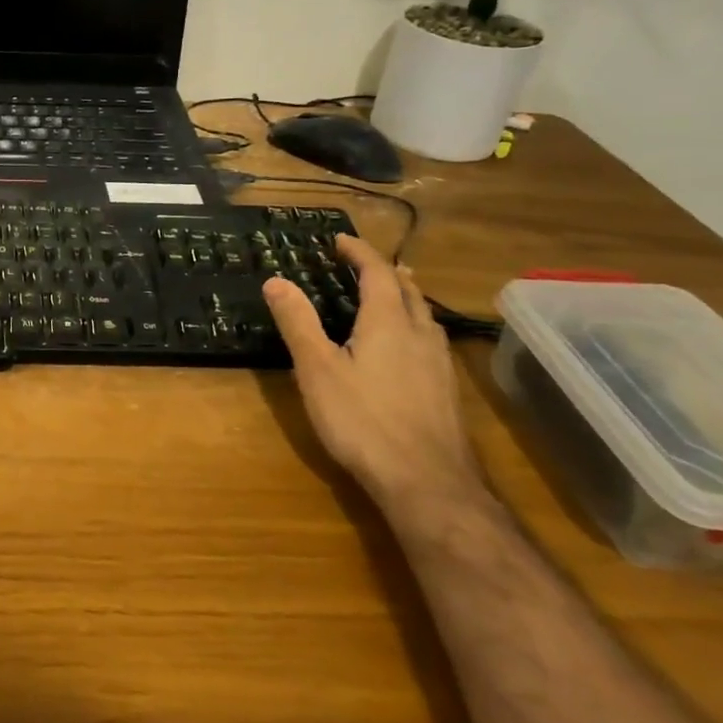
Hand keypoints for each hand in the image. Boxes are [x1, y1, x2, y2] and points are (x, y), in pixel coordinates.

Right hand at [262, 236, 485, 516]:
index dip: (359, 253)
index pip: (377, 273)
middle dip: (386, 272)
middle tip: (365, 264)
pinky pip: (431, 342)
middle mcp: (420, 335)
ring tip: (391, 296)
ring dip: (406, 298)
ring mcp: (440, 365)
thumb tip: (275, 280)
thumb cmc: (363, 420)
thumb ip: (298, 322)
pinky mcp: (446, 392)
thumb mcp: (317, 369)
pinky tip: (407, 349)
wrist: (427, 482)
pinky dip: (414, 326)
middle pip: (409, 291)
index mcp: (389, 322)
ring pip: (425, 317)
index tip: (340, 240)